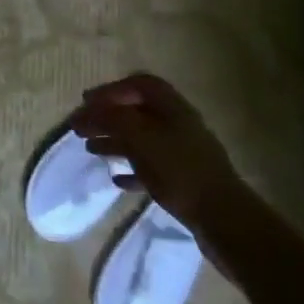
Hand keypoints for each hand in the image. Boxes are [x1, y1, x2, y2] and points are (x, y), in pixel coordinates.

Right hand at [73, 73, 245, 229]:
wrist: (223, 219)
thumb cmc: (179, 169)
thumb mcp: (139, 137)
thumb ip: (110, 119)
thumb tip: (85, 112)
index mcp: (172, 108)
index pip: (139, 84)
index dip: (111, 90)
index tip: (87, 103)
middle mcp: (178, 125)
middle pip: (136, 112)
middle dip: (107, 117)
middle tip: (80, 127)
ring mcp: (183, 153)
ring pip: (141, 139)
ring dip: (114, 141)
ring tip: (90, 149)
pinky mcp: (184, 180)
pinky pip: (151, 167)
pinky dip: (131, 169)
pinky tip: (117, 180)